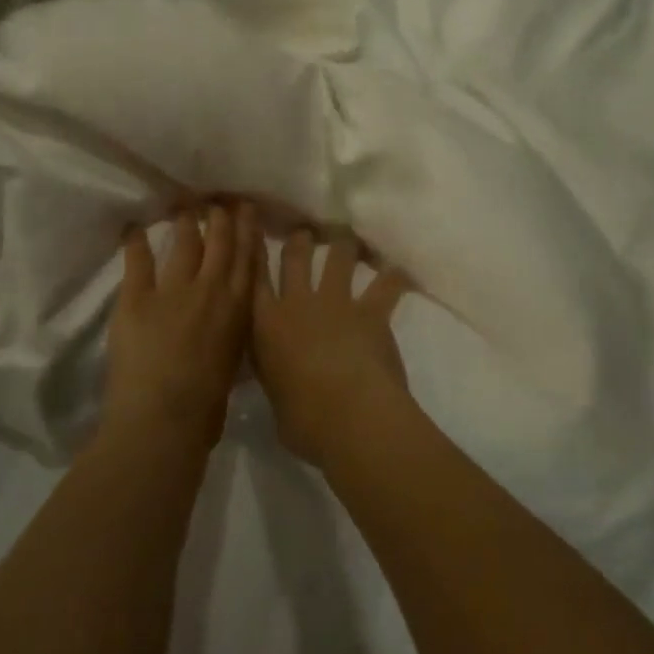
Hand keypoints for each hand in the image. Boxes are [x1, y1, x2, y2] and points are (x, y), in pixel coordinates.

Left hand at [102, 202, 257, 448]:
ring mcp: (173, 290)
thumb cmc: (205, 409)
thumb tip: (227, 325)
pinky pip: (138, 261)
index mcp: (239, 309)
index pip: (248, 259)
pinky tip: (134, 227)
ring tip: (184, 207)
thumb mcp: (233, 365)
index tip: (247, 210)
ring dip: (185, 222)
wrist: (163, 420)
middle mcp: (211, 289)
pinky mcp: (137, 297)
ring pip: (184, 243)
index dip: (248, 231)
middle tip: (218, 201)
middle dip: (221, 217)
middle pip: (219, 242)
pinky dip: (135, 242)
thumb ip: (231, 335)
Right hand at [250, 230, 409, 466]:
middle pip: (295, 258)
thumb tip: (279, 378)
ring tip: (347, 237)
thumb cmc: (304, 421)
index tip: (255, 236)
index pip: (255, 281)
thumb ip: (275, 378)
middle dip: (300, 241)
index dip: (256, 255)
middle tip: (304, 232)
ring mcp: (336, 303)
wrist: (350, 416)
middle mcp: (298, 303)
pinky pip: (385, 286)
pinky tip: (399, 270)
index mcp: (267, 325)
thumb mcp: (275, 399)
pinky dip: (393, 277)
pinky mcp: (370, 312)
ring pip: (338, 258)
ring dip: (343, 244)